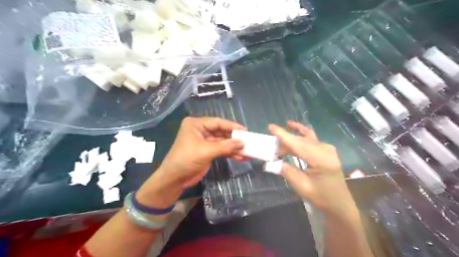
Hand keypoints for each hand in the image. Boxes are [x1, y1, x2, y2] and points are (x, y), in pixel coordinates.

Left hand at [160, 118, 244, 187]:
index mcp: (196, 124)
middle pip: (221, 132)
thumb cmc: (186, 160)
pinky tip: (240, 157)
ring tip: (247, 152)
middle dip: (234, 138)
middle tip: (248, 142)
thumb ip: (225, 146)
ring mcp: (205, 141)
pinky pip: (221, 150)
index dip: (232, 126)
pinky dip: (230, 153)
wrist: (174, 179)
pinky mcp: (208, 151)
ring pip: (223, 142)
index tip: (245, 130)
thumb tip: (242, 142)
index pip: (217, 122)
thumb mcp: (205, 151)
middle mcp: (201, 130)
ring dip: (234, 147)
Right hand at [270, 120, 357, 216]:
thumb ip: (287, 171)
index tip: (271, 126)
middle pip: (301, 139)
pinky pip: (311, 140)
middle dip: (285, 140)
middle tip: (271, 144)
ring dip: (292, 139)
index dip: (283, 135)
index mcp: (321, 159)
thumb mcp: (303, 187)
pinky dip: (300, 137)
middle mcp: (325, 149)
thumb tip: (270, 163)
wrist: (339, 203)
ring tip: (278, 143)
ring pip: (305, 138)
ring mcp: (327, 148)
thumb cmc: (322, 197)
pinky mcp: (326, 150)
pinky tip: (294, 131)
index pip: (298, 143)